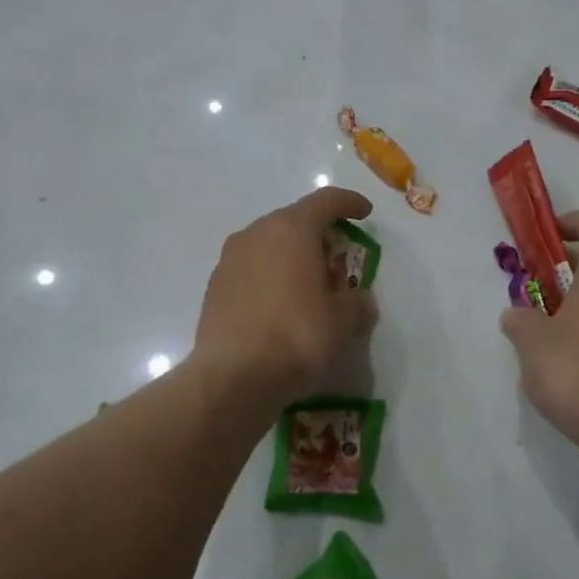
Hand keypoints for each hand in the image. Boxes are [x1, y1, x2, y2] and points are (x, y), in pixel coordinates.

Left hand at [192, 187, 378, 409]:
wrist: (232, 377)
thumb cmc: (297, 336)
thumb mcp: (343, 322)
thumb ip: (357, 302)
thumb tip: (358, 300)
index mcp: (291, 229)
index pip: (325, 201)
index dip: (349, 203)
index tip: (364, 212)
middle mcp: (256, 234)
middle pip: (293, 221)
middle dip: (318, 234)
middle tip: (338, 257)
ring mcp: (229, 259)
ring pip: (268, 245)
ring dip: (290, 257)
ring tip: (308, 284)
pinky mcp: (214, 287)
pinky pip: (251, 270)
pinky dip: (270, 278)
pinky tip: (280, 306)